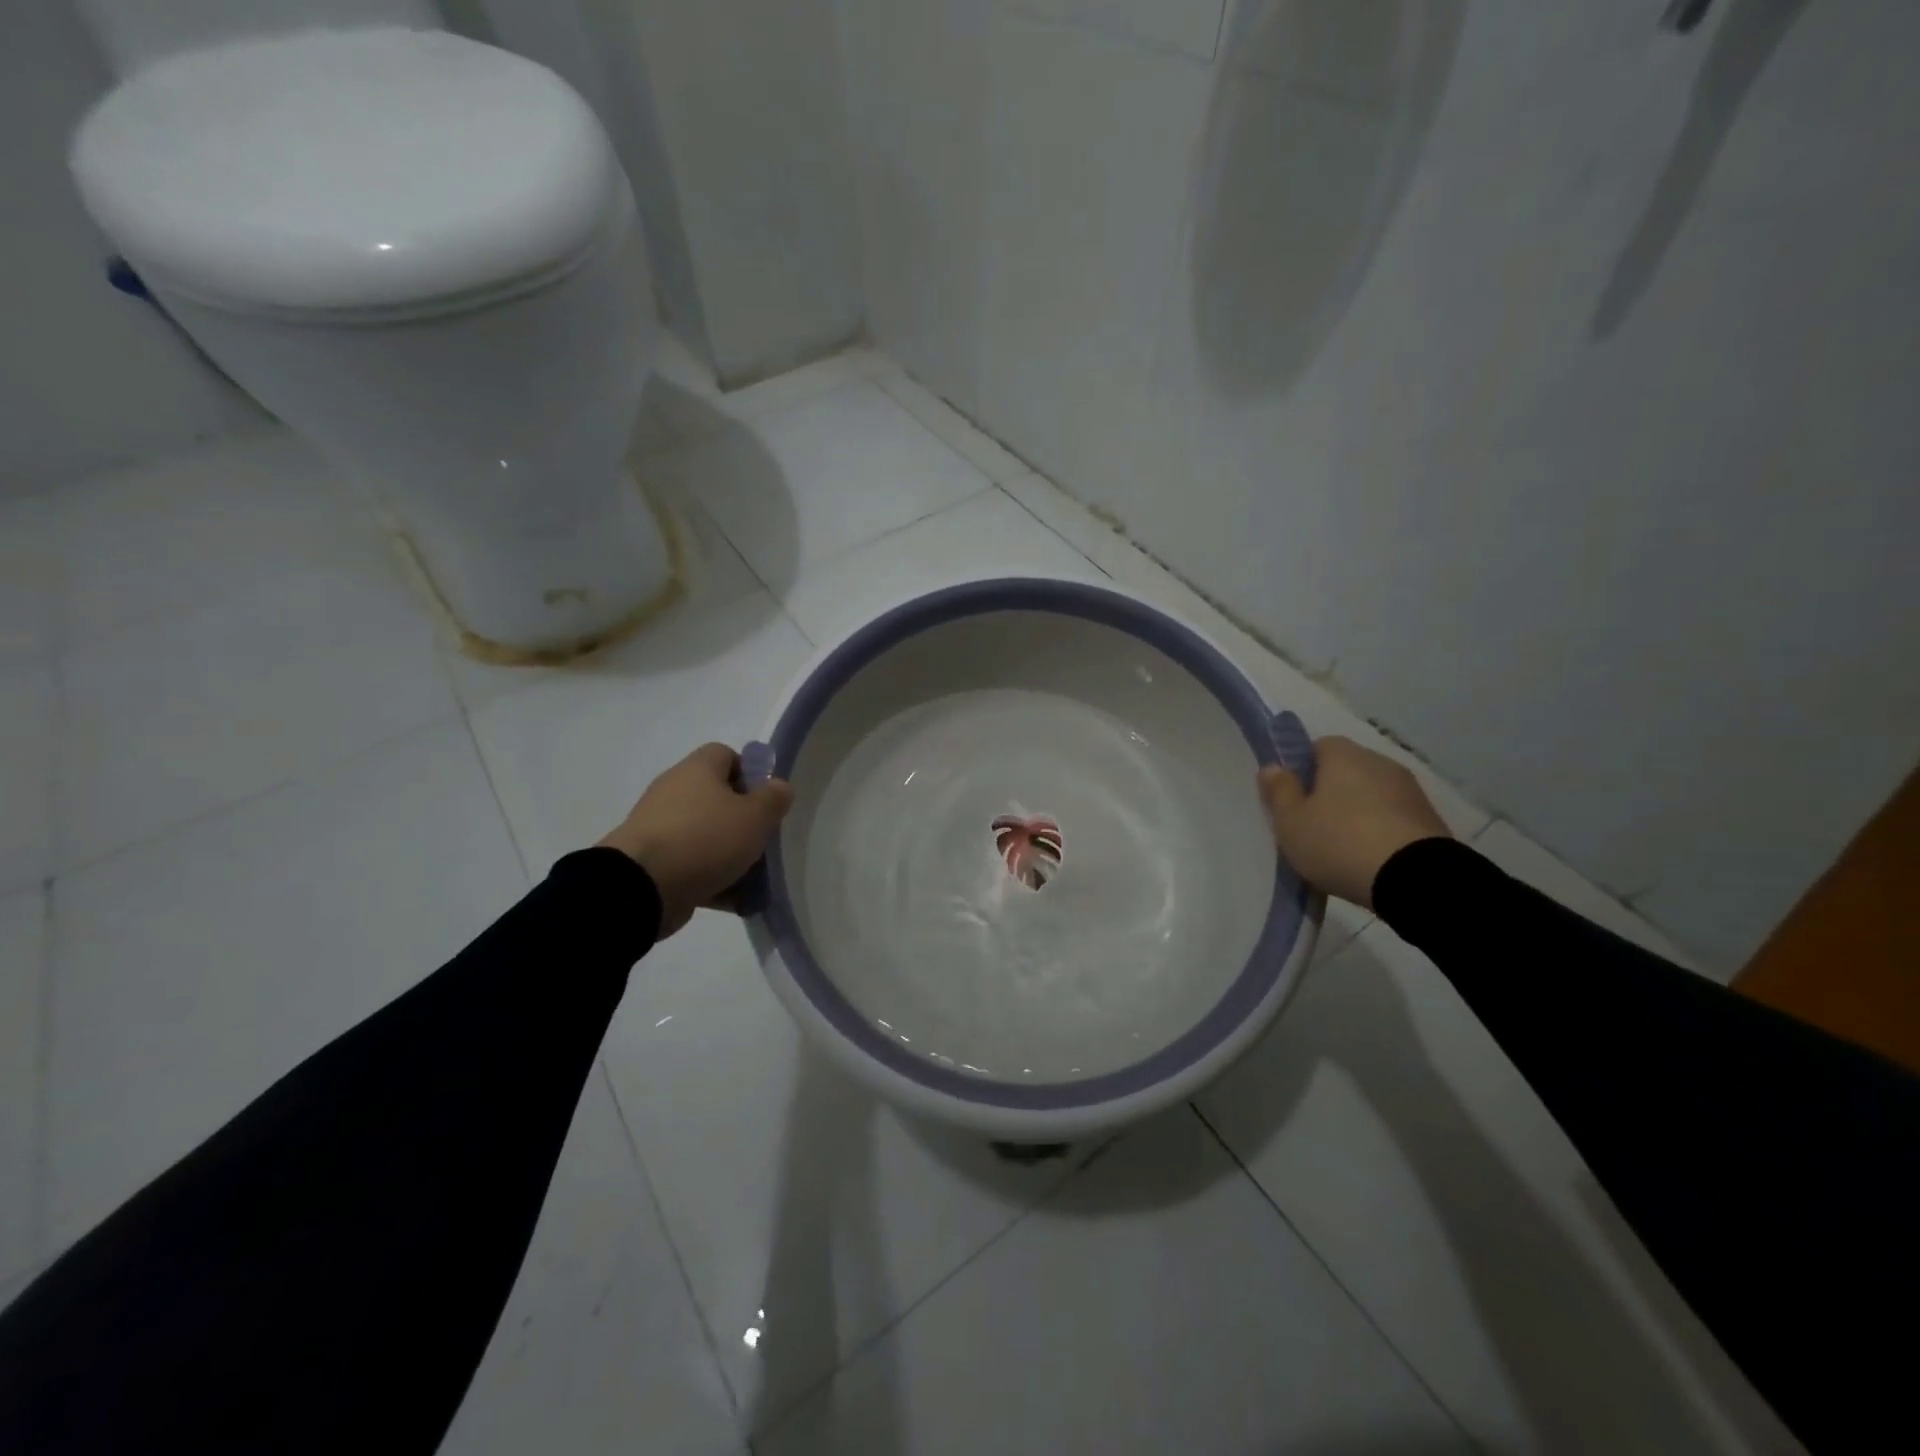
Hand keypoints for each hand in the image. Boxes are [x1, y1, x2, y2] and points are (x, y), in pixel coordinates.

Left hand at [598, 743, 794, 936]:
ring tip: (753, 879)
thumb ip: (774, 799)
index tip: (766, 801)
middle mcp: (674, 791)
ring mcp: (659, 828)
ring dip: (729, 854)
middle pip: (717, 798)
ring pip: (706, 835)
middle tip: (763, 841)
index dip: (751, 773)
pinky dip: (711, 879)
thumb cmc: (705, 839)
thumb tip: (779, 787)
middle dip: (743, 822)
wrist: (641, 887)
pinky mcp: (652, 862)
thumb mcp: (755, 816)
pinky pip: (691, 865)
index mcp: (697, 770)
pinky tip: (733, 900)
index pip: (726, 755)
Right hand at [1258, 736, 1449, 909]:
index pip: (1318, 746)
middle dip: (1330, 792)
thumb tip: (1273, 767)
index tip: (1293, 798)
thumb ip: (1279, 791)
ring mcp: (1410, 790)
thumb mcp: (1291, 822)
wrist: (1415, 879)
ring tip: (1343, 848)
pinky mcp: (1431, 819)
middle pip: (1346, 770)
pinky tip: (1370, 858)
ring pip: (1372, 794)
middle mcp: (1380, 762)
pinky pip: (1394, 817)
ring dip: (1358, 812)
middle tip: (1312, 825)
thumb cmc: (1339, 842)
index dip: (1302, 769)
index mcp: (1343, 756)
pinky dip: (1381, 830)